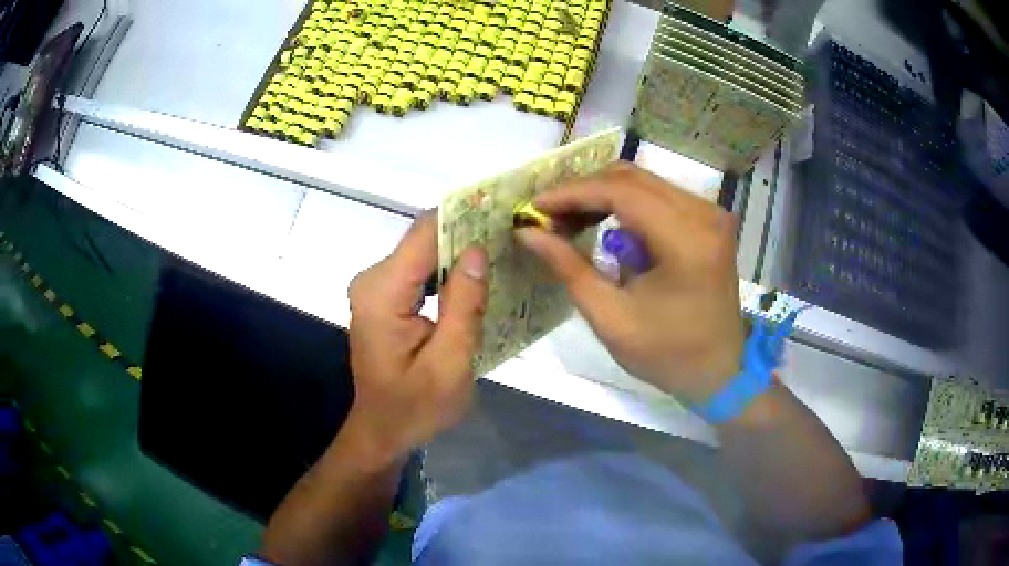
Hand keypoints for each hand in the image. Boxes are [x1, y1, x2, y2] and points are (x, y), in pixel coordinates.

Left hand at [346, 213, 487, 462]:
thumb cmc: (416, 407)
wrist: (383, 430)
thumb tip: (477, 250)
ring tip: (502, 251)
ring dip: (460, 251)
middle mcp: (372, 280)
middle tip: (512, 235)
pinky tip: (476, 276)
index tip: (504, 210)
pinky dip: (447, 269)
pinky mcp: (383, 296)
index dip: (464, 217)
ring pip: (423, 251)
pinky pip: (419, 269)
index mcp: (382, 293)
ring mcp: (375, 286)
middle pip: (423, 239)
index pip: (424, 234)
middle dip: (467, 234)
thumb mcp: (450, 363)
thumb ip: (464, 304)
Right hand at [516, 162, 743, 404]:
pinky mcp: (709, 220)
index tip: (534, 206)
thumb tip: (528, 232)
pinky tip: (604, 226)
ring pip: (645, 182)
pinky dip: (626, 206)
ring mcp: (711, 213)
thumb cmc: (667, 354)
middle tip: (549, 216)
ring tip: (569, 221)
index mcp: (686, 240)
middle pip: (633, 178)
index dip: (572, 193)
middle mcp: (704, 214)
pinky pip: (659, 196)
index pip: (621, 192)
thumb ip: (569, 268)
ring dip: (603, 195)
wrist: (720, 371)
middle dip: (584, 191)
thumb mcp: (611, 318)